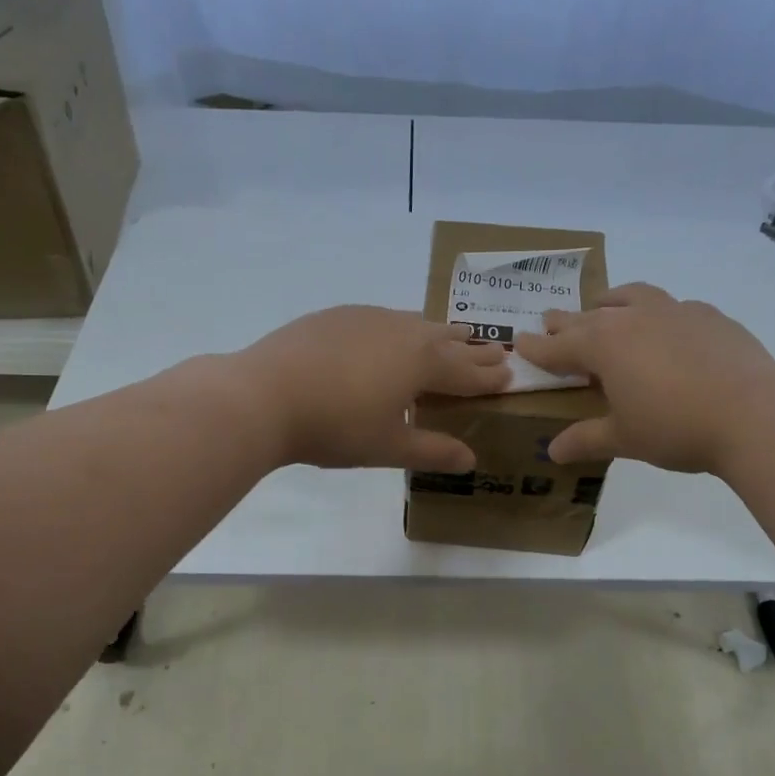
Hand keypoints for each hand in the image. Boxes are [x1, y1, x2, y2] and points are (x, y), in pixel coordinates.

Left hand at [237, 305, 510, 470]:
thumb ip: (432, 451)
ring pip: (416, 323)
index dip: (489, 377)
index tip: (510, 375)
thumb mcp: (387, 447)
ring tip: (452, 335)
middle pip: (447, 341)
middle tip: (495, 350)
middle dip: (473, 349)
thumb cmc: (335, 426)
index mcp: (422, 363)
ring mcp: (368, 318)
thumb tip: (470, 459)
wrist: (264, 394)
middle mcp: (402, 332)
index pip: (466, 372)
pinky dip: (400, 328)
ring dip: (439, 333)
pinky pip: (383, 318)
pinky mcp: (337, 316)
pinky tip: (390, 333)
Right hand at [512, 283, 774, 471]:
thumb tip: (553, 452)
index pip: (558, 346)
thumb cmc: (675, 427)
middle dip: (565, 321)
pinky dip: (657, 314)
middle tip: (550, 320)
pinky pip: (672, 307)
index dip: (537, 348)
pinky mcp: (709, 316)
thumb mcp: (624, 438)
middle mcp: (633, 319)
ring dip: (611, 301)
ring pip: (631, 297)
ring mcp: (673, 312)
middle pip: (588, 316)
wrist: (754, 413)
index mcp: (603, 346)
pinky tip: (666, 329)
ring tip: (605, 305)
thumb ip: (586, 440)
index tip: (519, 343)